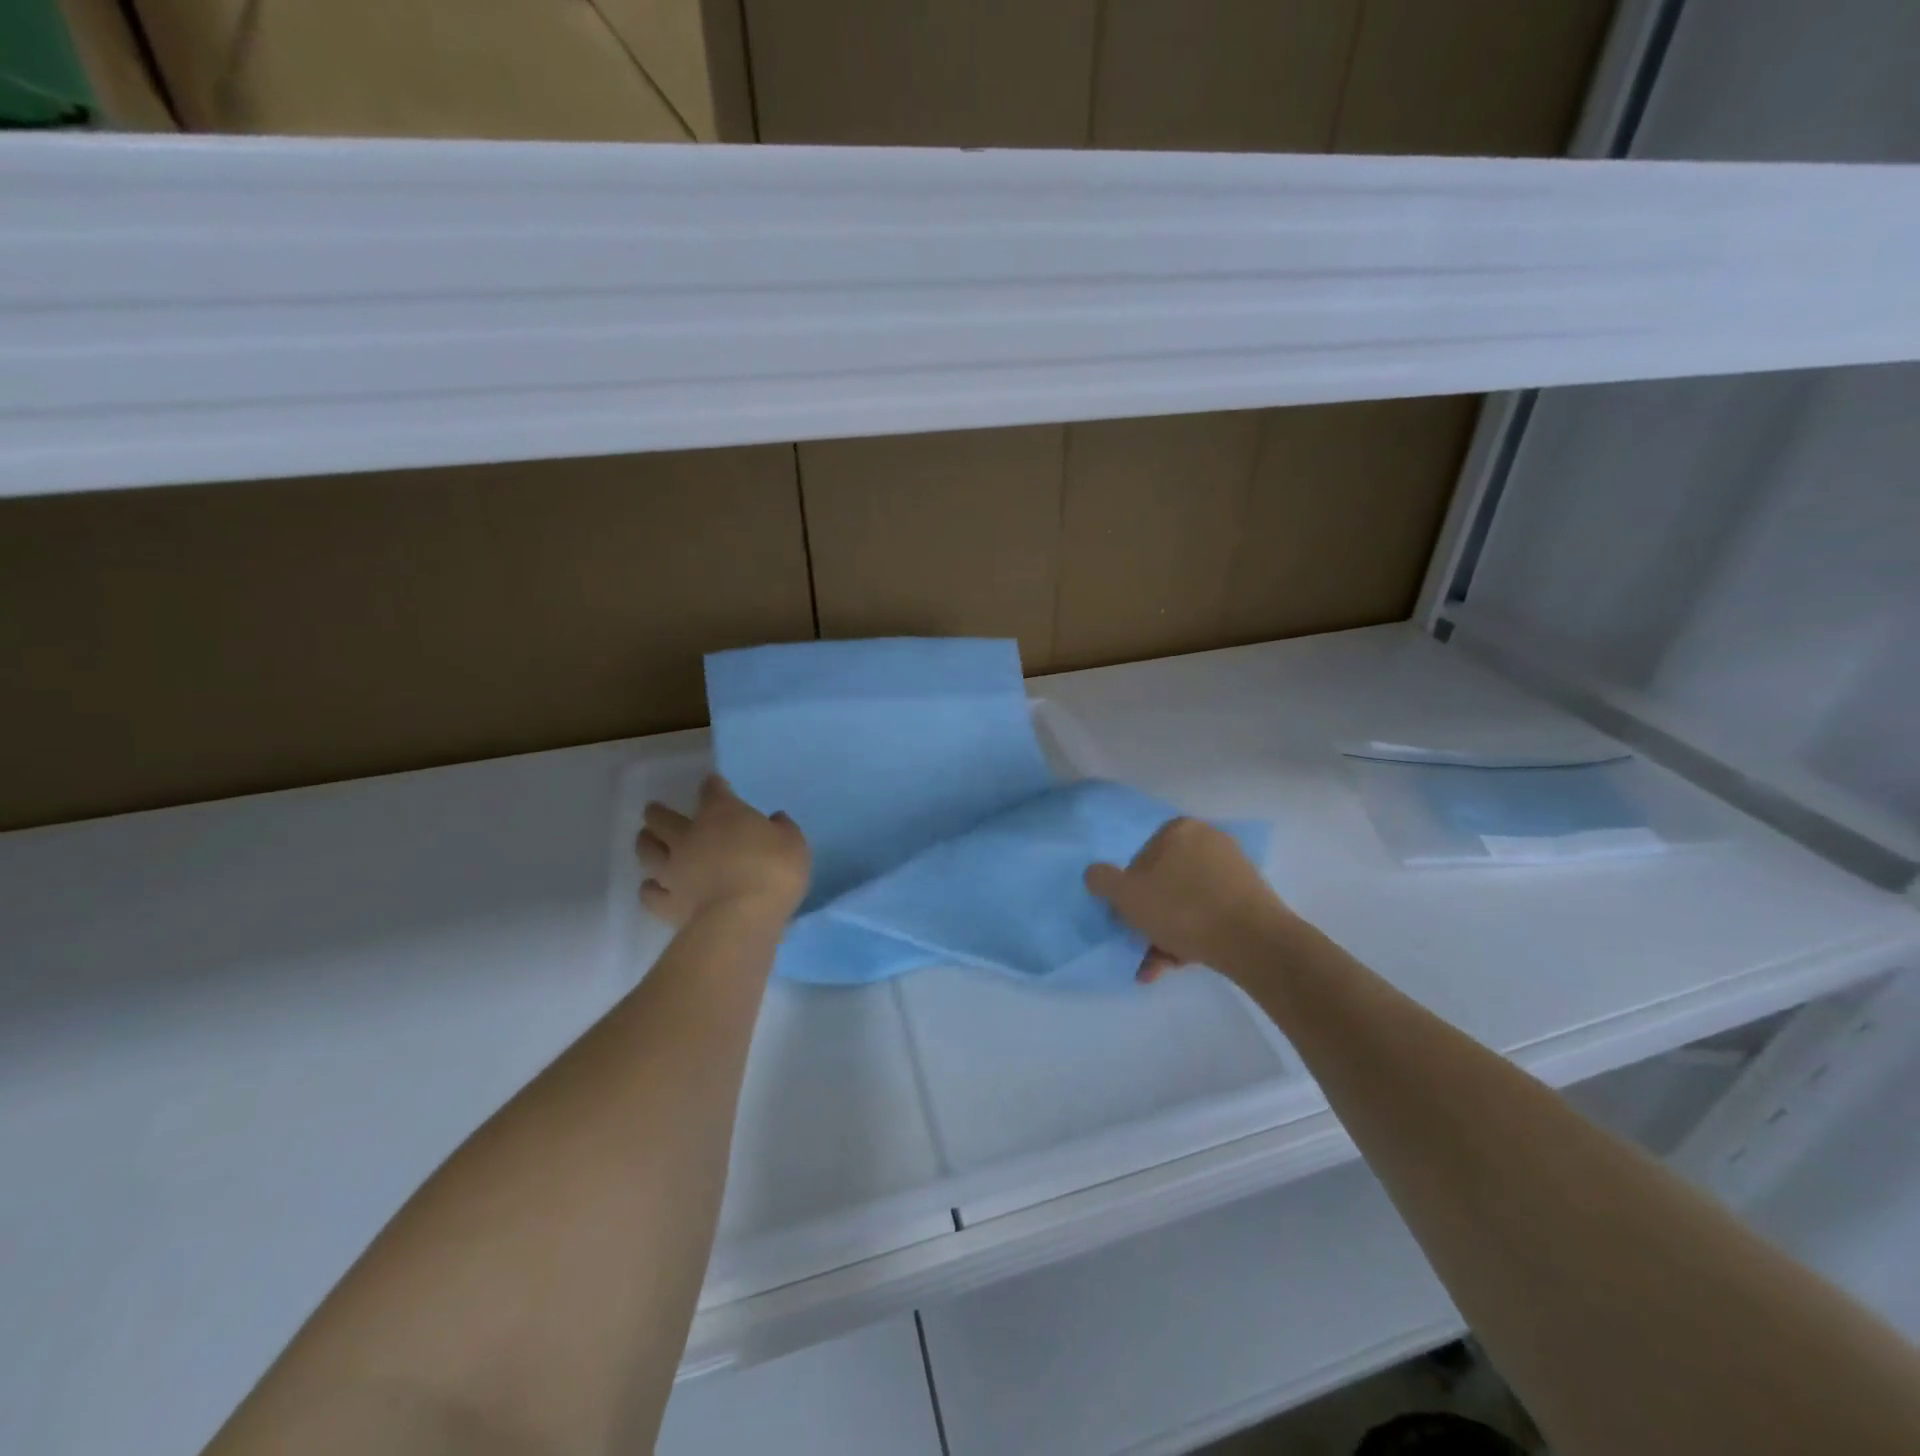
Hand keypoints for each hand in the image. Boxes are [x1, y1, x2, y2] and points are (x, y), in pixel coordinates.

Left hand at [636, 774, 809, 928]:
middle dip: (658, 812)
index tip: (714, 783)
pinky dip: (649, 887)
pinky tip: (651, 886)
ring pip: (647, 850)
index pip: (712, 791)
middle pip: (663, 818)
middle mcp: (689, 836)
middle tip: (654, 810)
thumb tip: (776, 820)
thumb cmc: (773, 872)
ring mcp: (673, 870)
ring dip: (645, 842)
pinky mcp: (667, 903)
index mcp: (722, 814)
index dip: (713, 785)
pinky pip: (649, 892)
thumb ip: (783, 829)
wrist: (742, 917)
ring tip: (645, 838)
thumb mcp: (794, 844)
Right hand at [1085, 817, 1294, 982]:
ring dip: (1168, 934)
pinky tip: (1182, 963)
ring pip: (1186, 902)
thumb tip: (1095, 873)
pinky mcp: (1251, 896)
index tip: (1129, 919)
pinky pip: (1210, 912)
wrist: (1254, 941)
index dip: (1130, 892)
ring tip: (1159, 967)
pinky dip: (1194, 935)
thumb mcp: (1127, 896)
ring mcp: (1233, 867)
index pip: (1140, 859)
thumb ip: (1102, 880)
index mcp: (1178, 830)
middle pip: (1165, 882)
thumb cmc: (1183, 909)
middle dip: (1151, 919)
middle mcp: (1208, 840)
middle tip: (1143, 947)